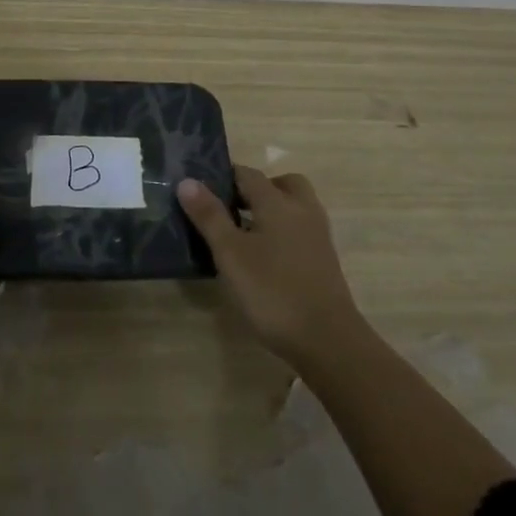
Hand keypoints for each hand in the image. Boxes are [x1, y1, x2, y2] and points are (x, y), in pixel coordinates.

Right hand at [178, 166, 359, 364]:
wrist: (328, 342)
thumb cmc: (272, 291)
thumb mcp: (230, 253)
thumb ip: (209, 216)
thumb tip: (187, 181)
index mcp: (278, 202)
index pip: (247, 174)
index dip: (223, 176)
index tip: (200, 188)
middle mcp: (302, 210)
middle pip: (280, 184)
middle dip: (255, 189)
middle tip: (231, 208)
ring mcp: (317, 236)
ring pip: (294, 207)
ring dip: (271, 210)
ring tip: (243, 233)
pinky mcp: (324, 260)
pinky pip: (300, 230)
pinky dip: (282, 231)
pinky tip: (264, 257)